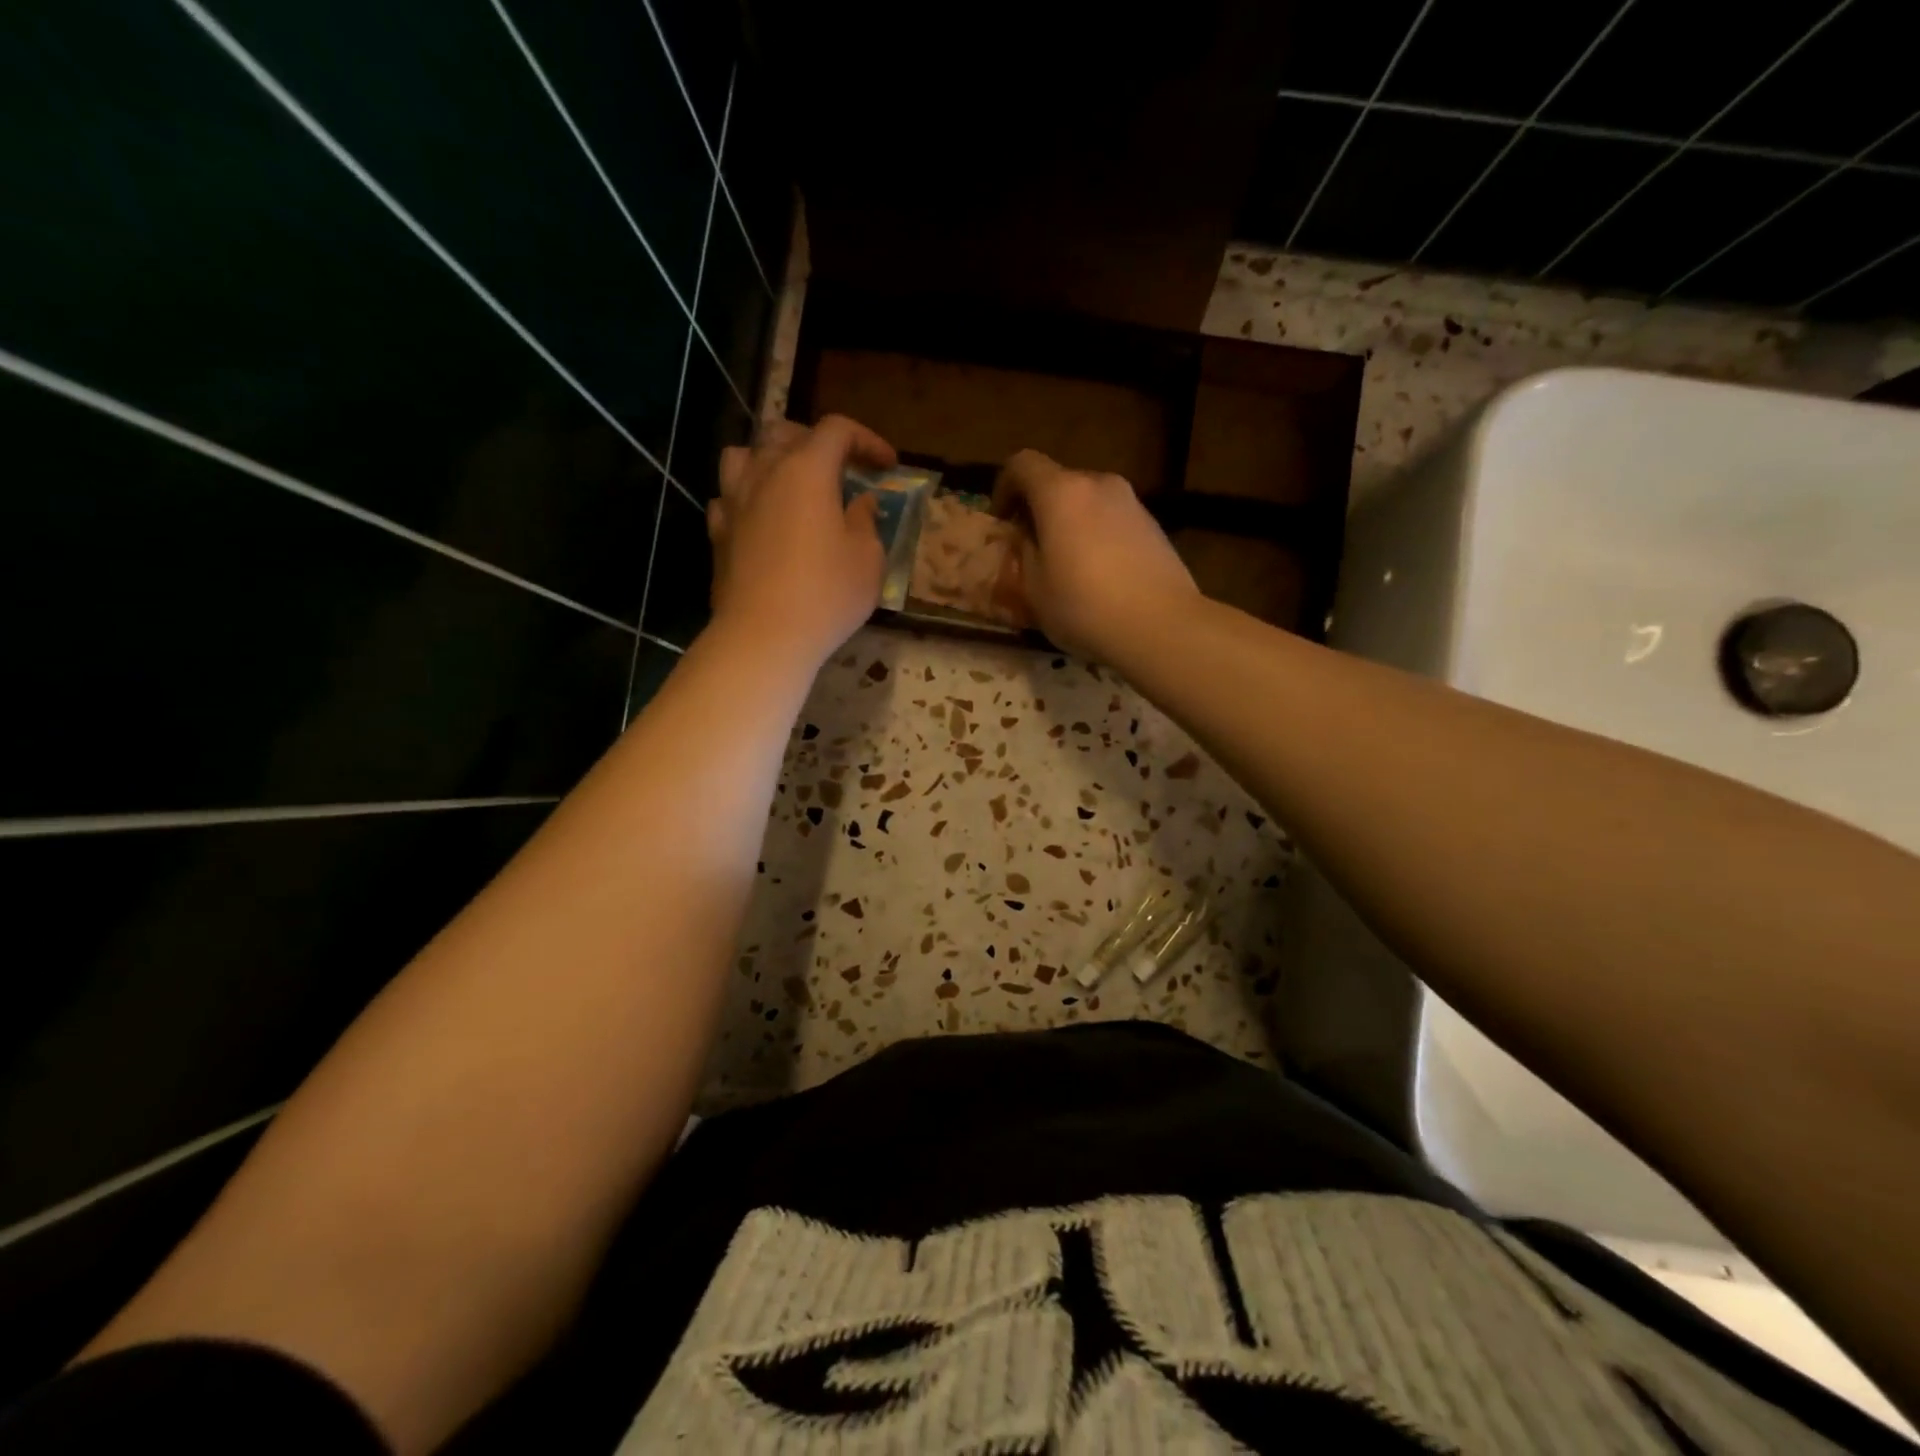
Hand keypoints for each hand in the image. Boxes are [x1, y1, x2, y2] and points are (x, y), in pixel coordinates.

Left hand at [709, 416, 894, 665]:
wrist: (763, 636)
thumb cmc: (826, 594)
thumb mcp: (867, 559)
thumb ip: (866, 521)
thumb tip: (860, 503)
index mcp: (807, 470)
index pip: (837, 430)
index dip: (866, 440)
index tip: (887, 466)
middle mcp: (765, 473)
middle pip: (785, 432)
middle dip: (817, 441)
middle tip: (840, 469)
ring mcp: (734, 501)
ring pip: (744, 455)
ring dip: (770, 459)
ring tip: (789, 482)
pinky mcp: (718, 532)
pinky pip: (728, 497)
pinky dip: (747, 498)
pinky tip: (760, 518)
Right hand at [993, 449, 1198, 660]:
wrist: (1161, 625)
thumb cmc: (1085, 607)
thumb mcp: (1034, 588)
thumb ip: (1025, 553)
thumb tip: (1030, 539)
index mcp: (1062, 493)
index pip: (1022, 464)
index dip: (1004, 487)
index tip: (1001, 521)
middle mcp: (1099, 484)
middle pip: (1059, 482)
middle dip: (1039, 508)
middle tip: (1031, 548)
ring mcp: (1132, 502)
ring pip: (1088, 502)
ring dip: (1070, 523)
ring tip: (1067, 565)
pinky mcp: (1154, 526)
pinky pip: (1112, 520)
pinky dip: (1097, 535)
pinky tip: (1099, 575)